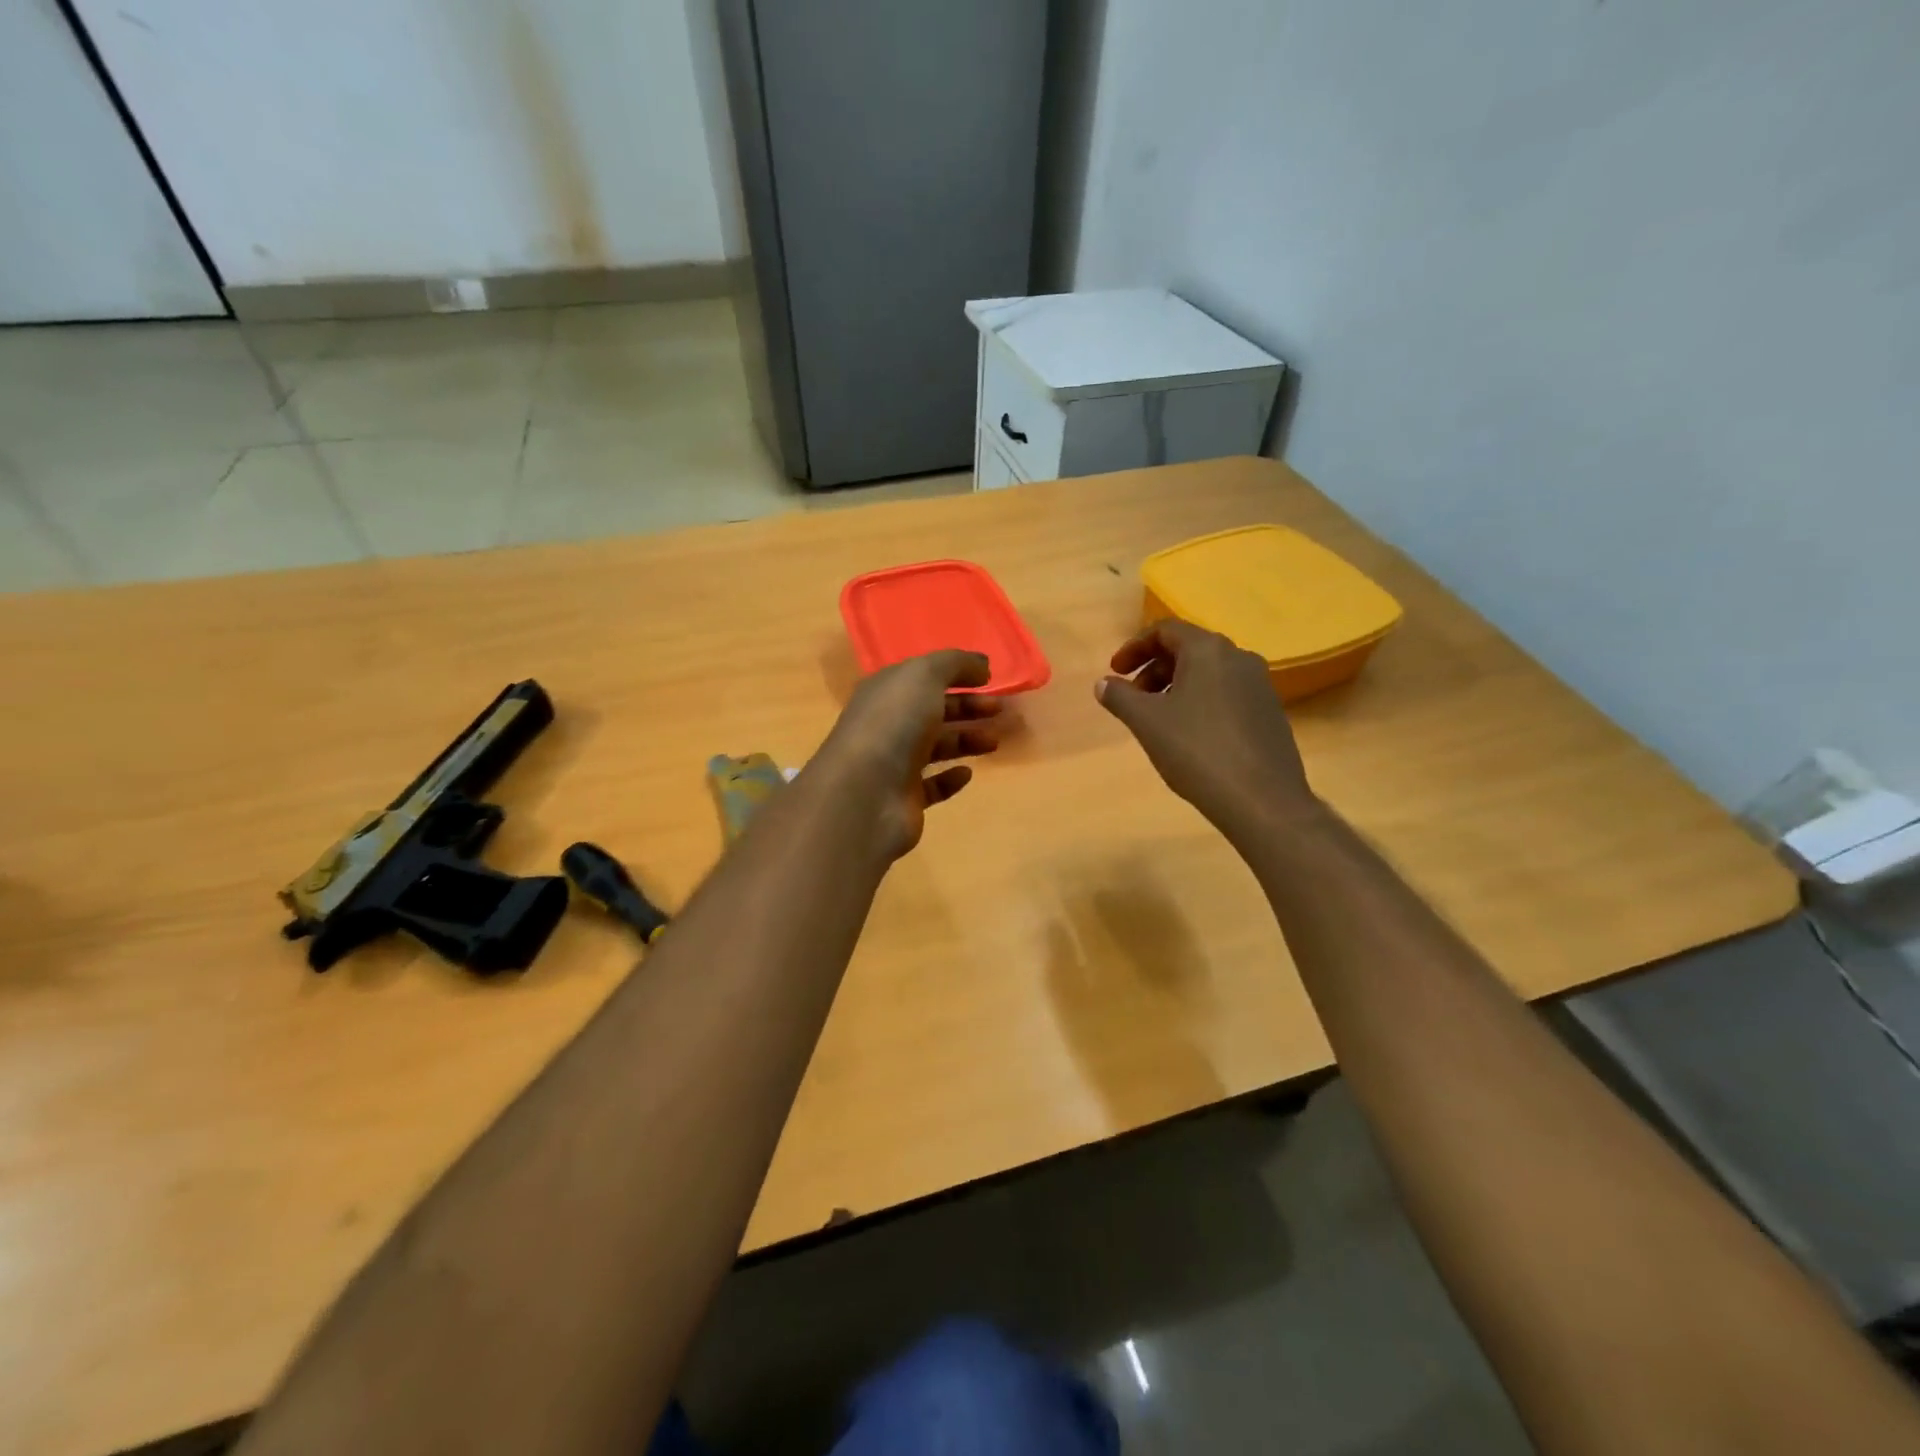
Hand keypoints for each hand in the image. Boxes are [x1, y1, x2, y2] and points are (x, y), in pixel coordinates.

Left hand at [813, 651, 1003, 859]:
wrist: (865, 794)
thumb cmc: (895, 724)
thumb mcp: (924, 676)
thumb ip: (955, 663)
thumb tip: (980, 664)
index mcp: (885, 691)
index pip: (922, 677)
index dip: (955, 674)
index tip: (989, 679)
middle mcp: (887, 724)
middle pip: (932, 711)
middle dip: (967, 707)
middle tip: (998, 710)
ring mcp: (893, 763)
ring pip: (935, 747)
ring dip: (965, 740)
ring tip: (993, 741)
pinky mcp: (904, 798)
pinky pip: (931, 785)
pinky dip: (950, 778)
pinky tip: (967, 773)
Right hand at [1096, 620, 1320, 838]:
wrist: (1262, 799)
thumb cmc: (1197, 751)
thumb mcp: (1146, 722)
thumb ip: (1120, 697)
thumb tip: (1103, 683)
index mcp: (1208, 650)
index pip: (1165, 630)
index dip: (1134, 648)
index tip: (1115, 672)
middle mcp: (1239, 657)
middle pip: (1188, 649)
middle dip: (1154, 669)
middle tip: (1132, 699)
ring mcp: (1260, 685)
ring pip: (1208, 673)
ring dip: (1176, 687)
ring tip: (1157, 719)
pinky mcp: (1270, 712)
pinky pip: (1227, 694)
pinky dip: (1200, 702)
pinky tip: (1190, 736)